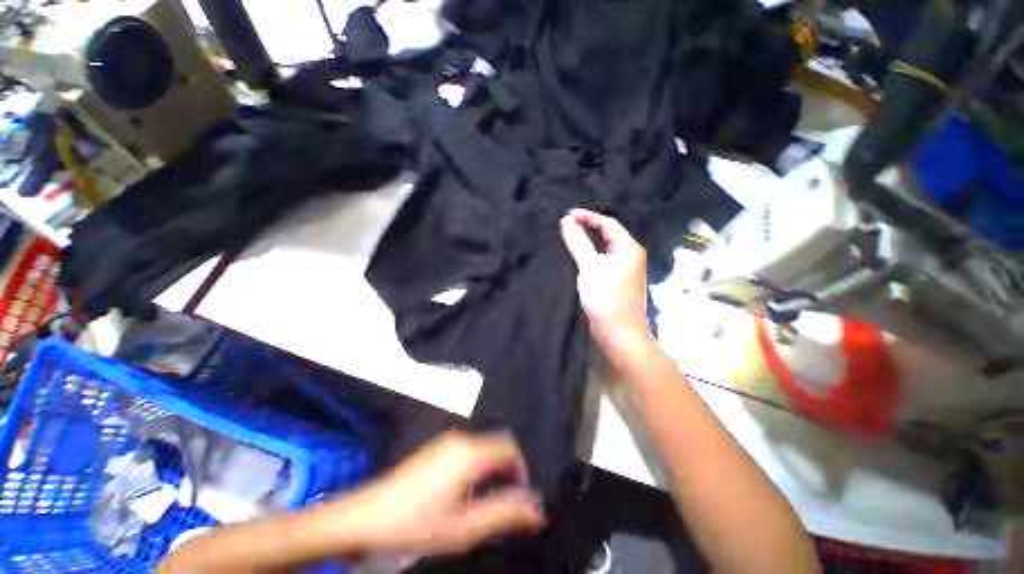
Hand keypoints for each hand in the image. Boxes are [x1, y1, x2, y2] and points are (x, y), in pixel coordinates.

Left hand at [333, 431, 545, 556]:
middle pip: (498, 445)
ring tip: (484, 501)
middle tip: (504, 504)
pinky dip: (478, 466)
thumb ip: (504, 515)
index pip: (510, 448)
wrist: (365, 516)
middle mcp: (461, 440)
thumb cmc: (415, 524)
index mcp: (470, 453)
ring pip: (484, 447)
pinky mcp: (436, 448)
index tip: (519, 498)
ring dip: (492, 470)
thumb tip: (537, 510)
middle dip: (508, 471)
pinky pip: (469, 450)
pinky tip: (465, 492)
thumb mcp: (464, 528)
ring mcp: (446, 442)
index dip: (522, 471)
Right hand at [560, 208, 652, 363]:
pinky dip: (590, 256)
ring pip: (604, 249)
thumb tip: (566, 220)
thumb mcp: (590, 266)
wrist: (618, 333)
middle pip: (608, 235)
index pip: (608, 223)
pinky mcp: (617, 283)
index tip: (567, 215)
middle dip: (588, 228)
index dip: (588, 216)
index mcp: (629, 248)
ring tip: (569, 238)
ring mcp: (624, 271)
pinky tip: (578, 259)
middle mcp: (630, 256)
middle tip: (567, 225)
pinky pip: (602, 262)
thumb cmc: (606, 297)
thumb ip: (578, 242)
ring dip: (588, 242)